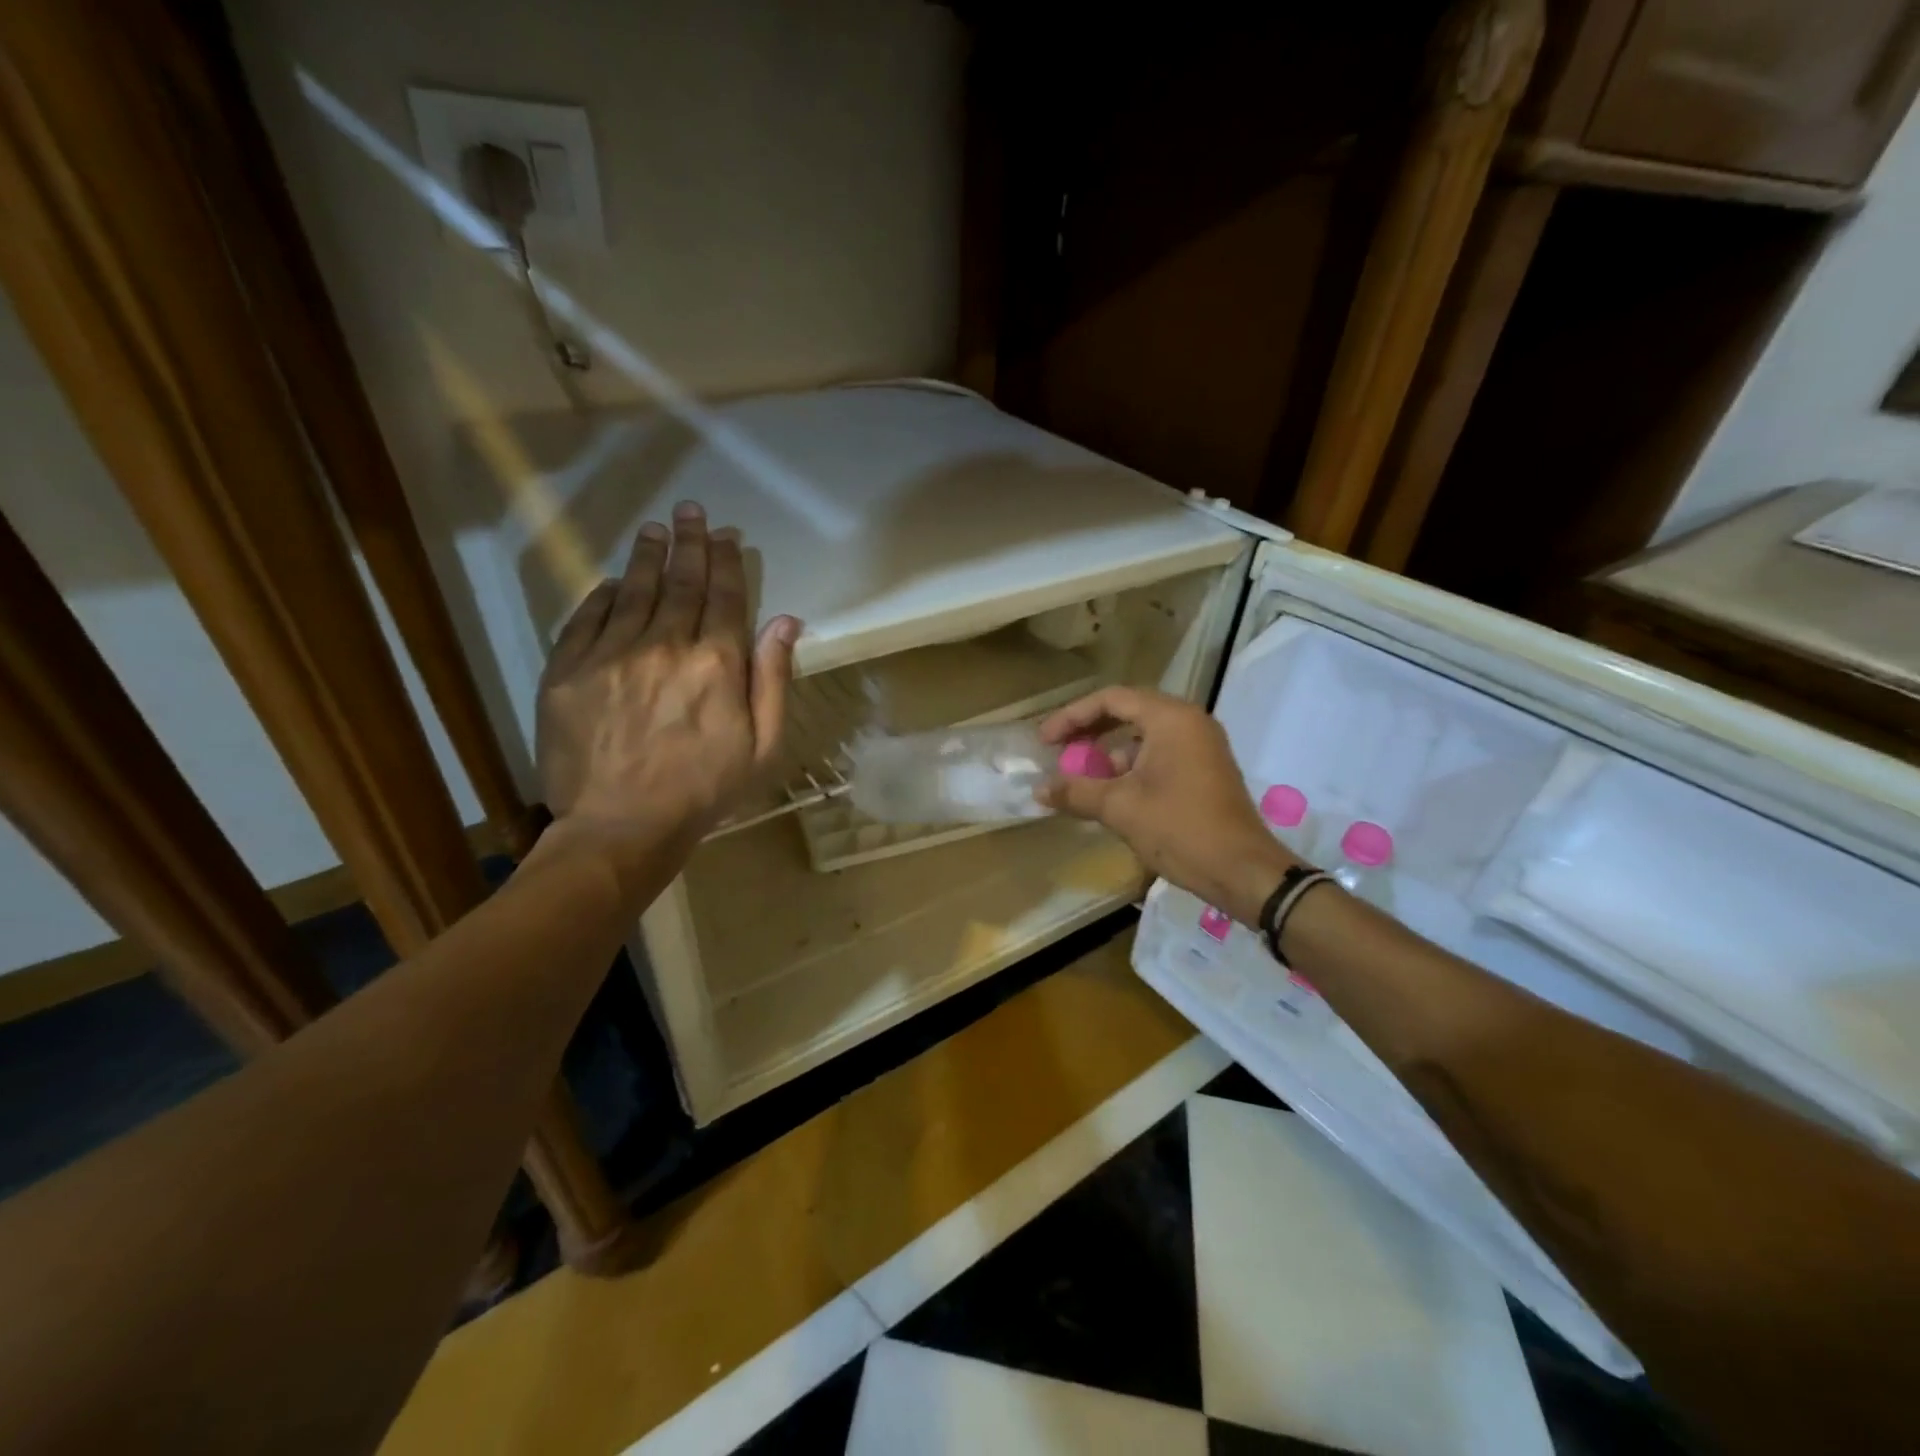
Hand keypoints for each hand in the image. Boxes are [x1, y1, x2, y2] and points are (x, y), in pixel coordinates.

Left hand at [536, 501, 799, 874]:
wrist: (621, 827)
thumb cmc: (704, 791)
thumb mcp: (763, 745)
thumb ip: (773, 678)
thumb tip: (786, 621)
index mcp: (716, 663)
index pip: (725, 597)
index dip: (726, 562)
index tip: (725, 535)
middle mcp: (665, 645)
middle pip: (680, 583)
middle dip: (689, 543)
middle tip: (691, 511)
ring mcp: (611, 654)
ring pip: (633, 591)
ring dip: (647, 556)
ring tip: (655, 529)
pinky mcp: (568, 670)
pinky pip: (586, 617)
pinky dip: (602, 593)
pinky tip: (612, 580)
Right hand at [1036, 687, 1296, 925]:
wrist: (1242, 871)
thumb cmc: (1180, 829)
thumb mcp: (1120, 808)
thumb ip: (1076, 791)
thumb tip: (1039, 789)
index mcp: (1171, 719)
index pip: (1111, 700)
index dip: (1072, 716)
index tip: (1045, 740)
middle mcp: (1189, 722)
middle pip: (1128, 711)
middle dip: (1089, 731)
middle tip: (1058, 751)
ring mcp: (1201, 745)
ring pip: (1143, 735)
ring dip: (1108, 752)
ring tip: (1080, 776)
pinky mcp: (1204, 769)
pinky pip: (1159, 754)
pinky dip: (1131, 766)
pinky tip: (1109, 792)